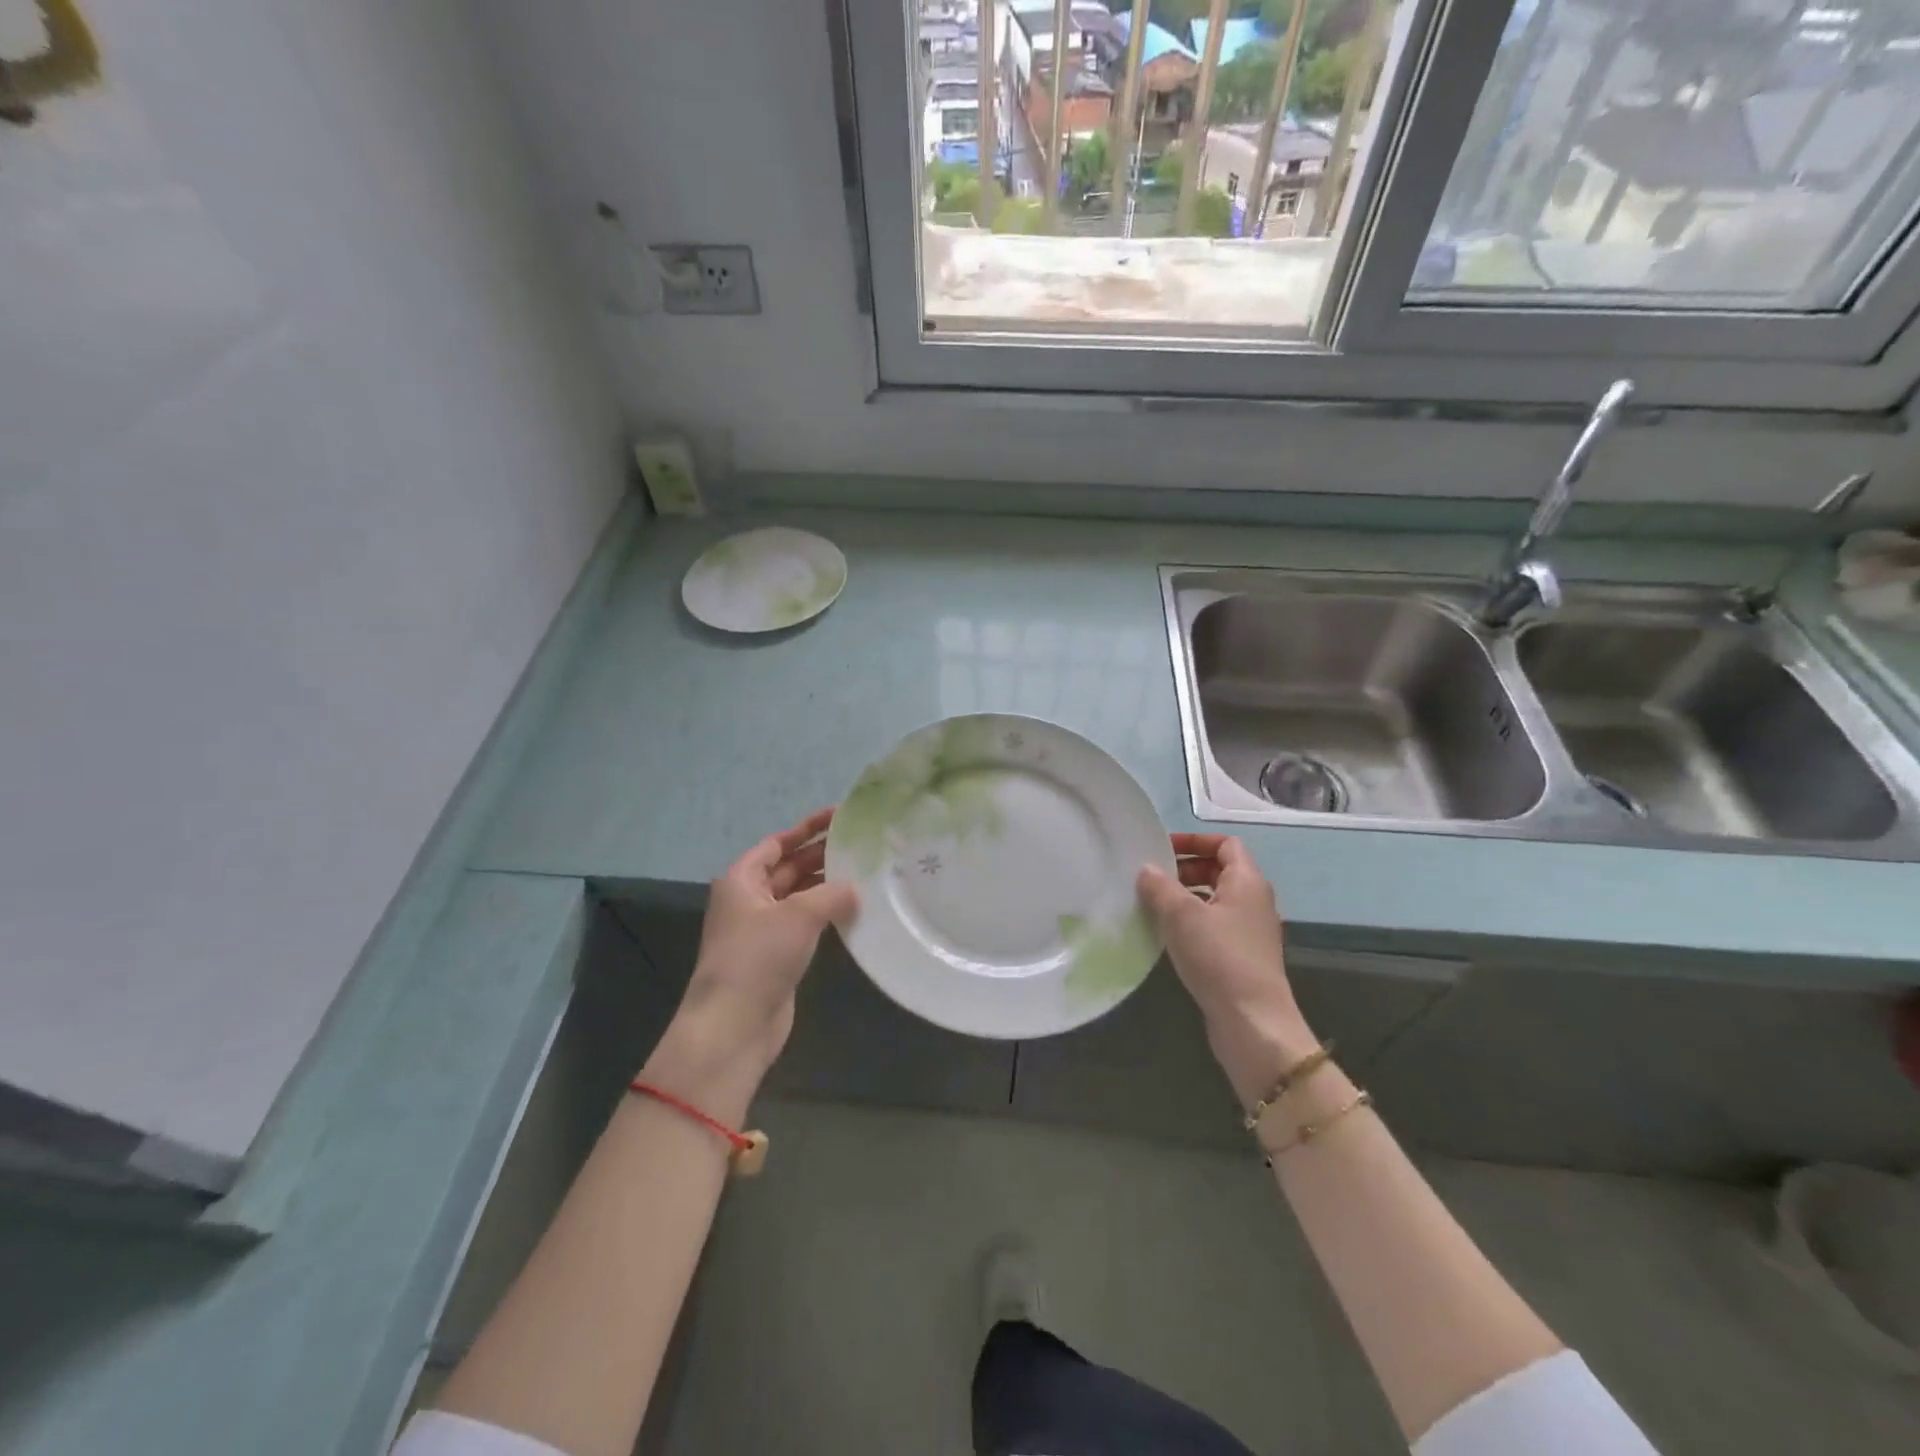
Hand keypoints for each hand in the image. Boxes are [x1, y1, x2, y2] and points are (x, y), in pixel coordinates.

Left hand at [643, 809, 856, 1115]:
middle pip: (788, 867)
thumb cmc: (758, 957)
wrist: (734, 1025)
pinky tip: (854, 909)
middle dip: (821, 855)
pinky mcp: (776, 956)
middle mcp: (749, 900)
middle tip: (861, 843)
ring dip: (826, 885)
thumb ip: (831, 894)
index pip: (777, 843)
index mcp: (742, 879)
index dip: (807, 828)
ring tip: (864, 872)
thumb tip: (855, 889)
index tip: (839, 815)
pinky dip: (826, 914)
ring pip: (799, 896)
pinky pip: (805, 924)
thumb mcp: (798, 915)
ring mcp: (762, 930)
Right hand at [1137, 833, 1317, 1108]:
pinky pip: (1214, 925)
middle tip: (1152, 876)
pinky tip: (1166, 934)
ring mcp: (1249, 931)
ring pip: (1214, 899)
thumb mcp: (1182, 915)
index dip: (1195, 840)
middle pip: (1219, 870)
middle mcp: (1254, 901)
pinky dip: (1191, 921)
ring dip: (1185, 896)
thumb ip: (1160, 887)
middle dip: (1185, 868)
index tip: (1162, 848)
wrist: (1251, 1021)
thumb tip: (1146, 869)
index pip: (1225, 844)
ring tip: (1152, 904)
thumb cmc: (1219, 957)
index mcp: (1247, 881)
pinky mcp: (1241, 957)